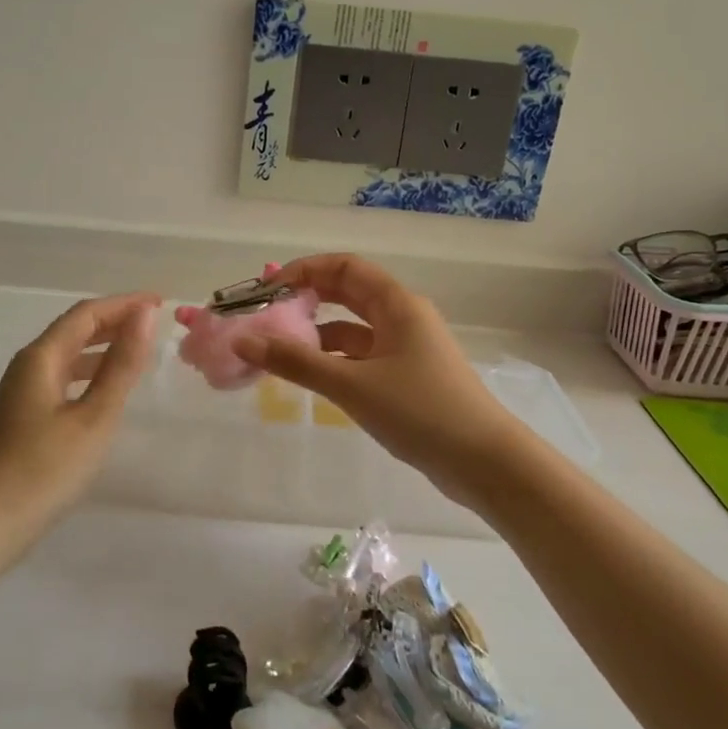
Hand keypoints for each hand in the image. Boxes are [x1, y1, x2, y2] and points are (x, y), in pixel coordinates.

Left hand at [0, 291, 160, 551]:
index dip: (124, 304)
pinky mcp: (21, 419)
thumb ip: (121, 365)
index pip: (86, 314)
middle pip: (73, 330)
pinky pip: (61, 379)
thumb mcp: (95, 416)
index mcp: (41, 358)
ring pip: (66, 356)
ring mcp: (20, 395)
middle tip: (153, 323)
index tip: (160, 302)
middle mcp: (26, 367)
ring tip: (136, 352)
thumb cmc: (45, 469)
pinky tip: (104, 391)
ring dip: (101, 347)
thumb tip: (144, 315)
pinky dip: (88, 374)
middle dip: (113, 321)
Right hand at [228, 254, 522, 501]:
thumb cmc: (420, 411)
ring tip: (278, 351)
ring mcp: (408, 348)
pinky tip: (312, 377)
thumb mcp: (352, 385)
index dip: (304, 271)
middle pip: (349, 294)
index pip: (345, 267)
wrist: (484, 461)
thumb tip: (243, 341)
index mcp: (397, 304)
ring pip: (354, 329)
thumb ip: (296, 362)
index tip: (267, 290)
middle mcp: (403, 317)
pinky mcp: (408, 377)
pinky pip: (363, 357)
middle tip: (266, 316)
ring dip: (318, 334)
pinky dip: (335, 360)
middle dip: (307, 300)